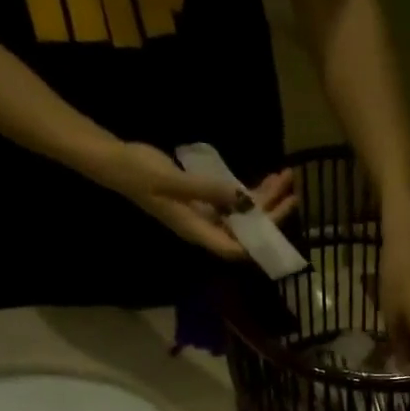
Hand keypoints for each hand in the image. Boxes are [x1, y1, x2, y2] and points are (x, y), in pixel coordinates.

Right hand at [95, 144, 299, 259]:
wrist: (118, 162)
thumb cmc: (140, 174)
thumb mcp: (172, 181)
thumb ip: (206, 190)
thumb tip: (239, 197)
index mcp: (198, 232)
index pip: (236, 248)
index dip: (259, 240)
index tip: (279, 219)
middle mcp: (206, 227)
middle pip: (246, 230)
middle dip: (271, 212)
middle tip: (291, 189)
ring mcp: (206, 214)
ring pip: (244, 214)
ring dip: (265, 199)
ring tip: (286, 177)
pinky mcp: (204, 199)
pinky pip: (234, 200)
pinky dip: (251, 191)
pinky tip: (267, 178)